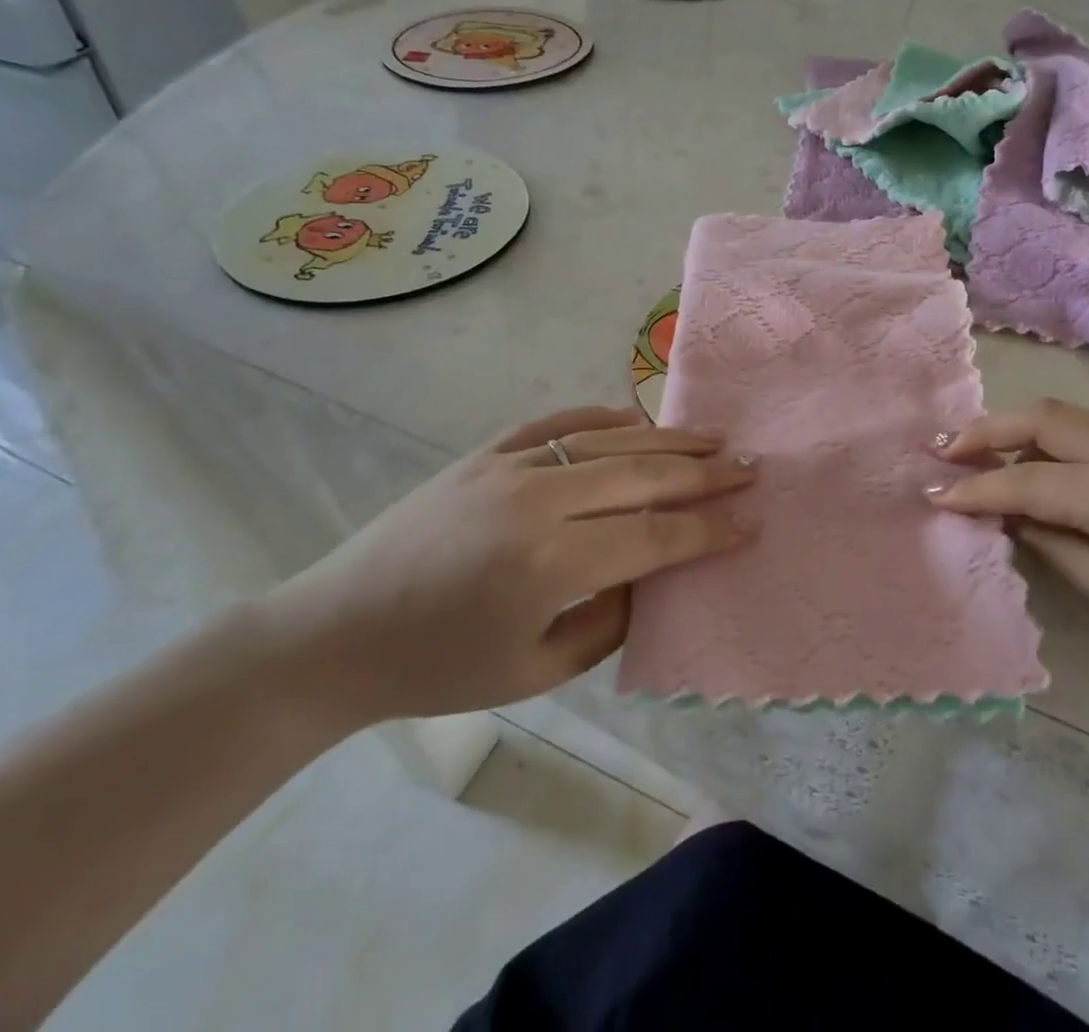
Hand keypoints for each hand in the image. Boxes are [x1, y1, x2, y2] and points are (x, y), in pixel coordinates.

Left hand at [256, 406, 754, 728]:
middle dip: (704, 473)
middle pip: (643, 476)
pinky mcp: (486, 452)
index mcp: (549, 563)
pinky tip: (636, 418)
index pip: (654, 536)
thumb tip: (658, 573)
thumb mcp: (537, 671)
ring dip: (668, 438)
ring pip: (609, 440)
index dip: (709, 530)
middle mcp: (537, 500)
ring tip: (714, 437)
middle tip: (750, 467)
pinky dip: (604, 417)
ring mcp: (509, 466)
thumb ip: (611, 620)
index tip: (752, 520)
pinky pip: (558, 422)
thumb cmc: (438, 668)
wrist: (336, 632)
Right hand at [929, 399, 1088, 696]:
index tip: (931, 492)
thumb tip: (1004, 512)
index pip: (1027, 480)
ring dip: (1018, 428)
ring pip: (1068, 413)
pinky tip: (1040, 462)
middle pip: (1042, 418)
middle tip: (943, 449)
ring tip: (979, 452)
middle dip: (986, 430)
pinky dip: (1056, 437)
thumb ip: (1051, 542)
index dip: (974, 487)